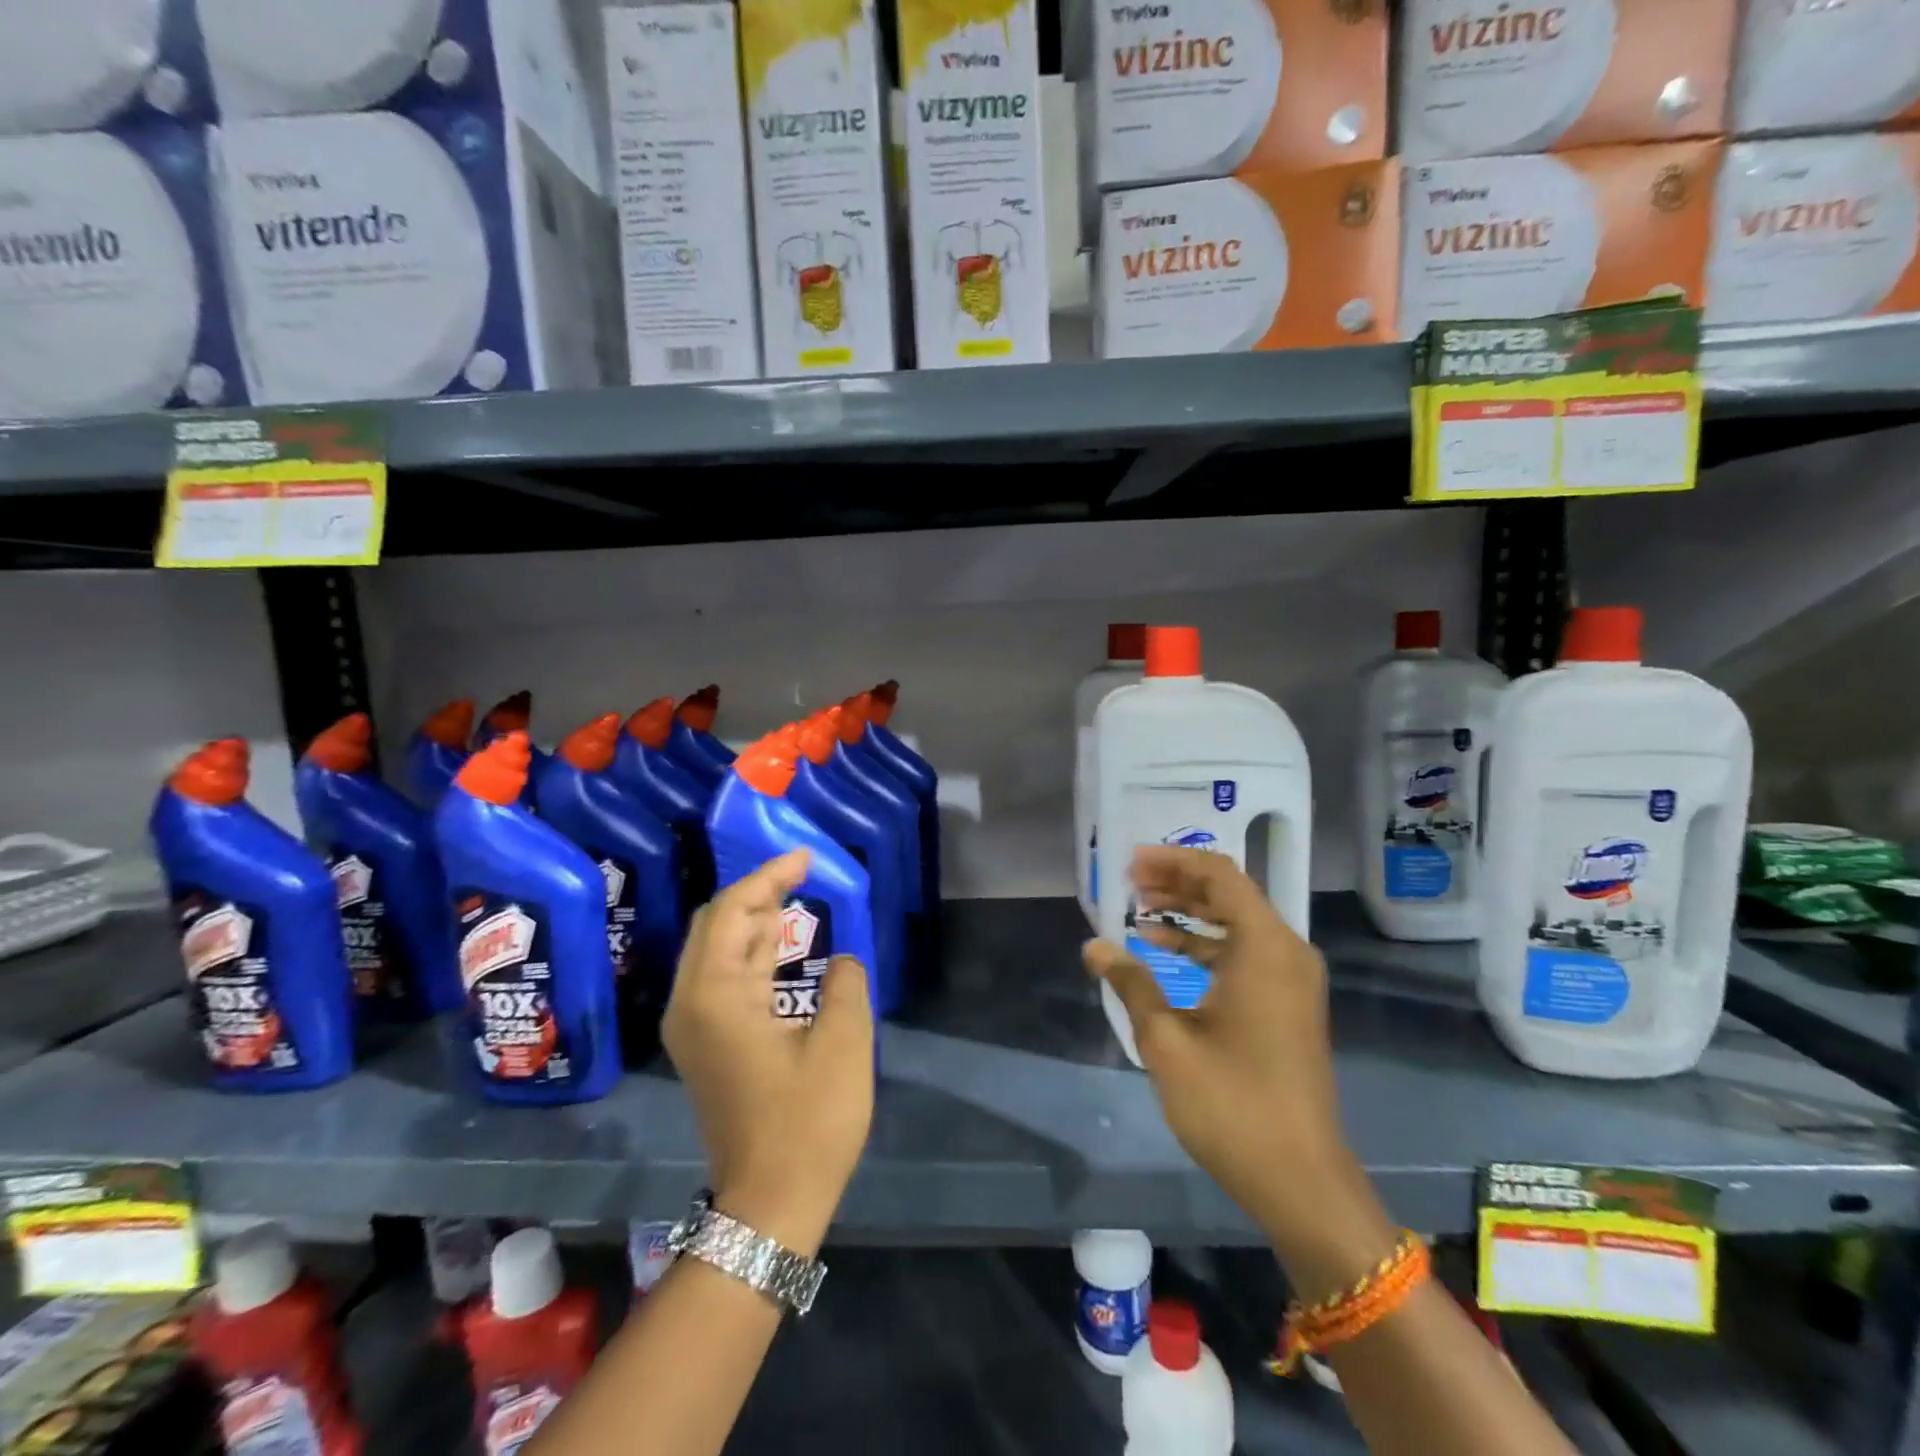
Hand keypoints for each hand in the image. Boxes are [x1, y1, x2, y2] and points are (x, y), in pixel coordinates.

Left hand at [664, 850, 872, 1255]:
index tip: (805, 856)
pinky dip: (752, 953)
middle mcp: (691, 1003)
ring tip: (796, 898)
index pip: (732, 911)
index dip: (769, 876)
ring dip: (754, 921)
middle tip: (801, 875)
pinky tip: (782, 947)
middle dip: (756, 893)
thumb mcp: (844, 1043)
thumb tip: (841, 961)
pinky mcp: (706, 1045)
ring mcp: (694, 1026)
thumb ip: (846, 982)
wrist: (769, 1204)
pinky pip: (723, 978)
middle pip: (715, 925)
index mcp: (716, 995)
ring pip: (717, 951)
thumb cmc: (808, 1121)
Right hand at [1083, 847, 1367, 1257]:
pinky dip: (1206, 944)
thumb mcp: (1167, 1040)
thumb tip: (1095, 946)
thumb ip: (1131, 983)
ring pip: (1237, 923)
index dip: (1173, 862)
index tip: (1131, 863)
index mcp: (1265, 946)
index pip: (1220, 875)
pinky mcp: (1288, 1003)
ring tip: (1140, 911)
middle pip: (1230, 893)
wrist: (1300, 1179)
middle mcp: (1286, 951)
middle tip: (1130, 882)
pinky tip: (1165, 951)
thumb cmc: (1232, 1103)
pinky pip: (1245, 952)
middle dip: (1178, 883)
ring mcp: (1291, 979)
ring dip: (1190, 913)